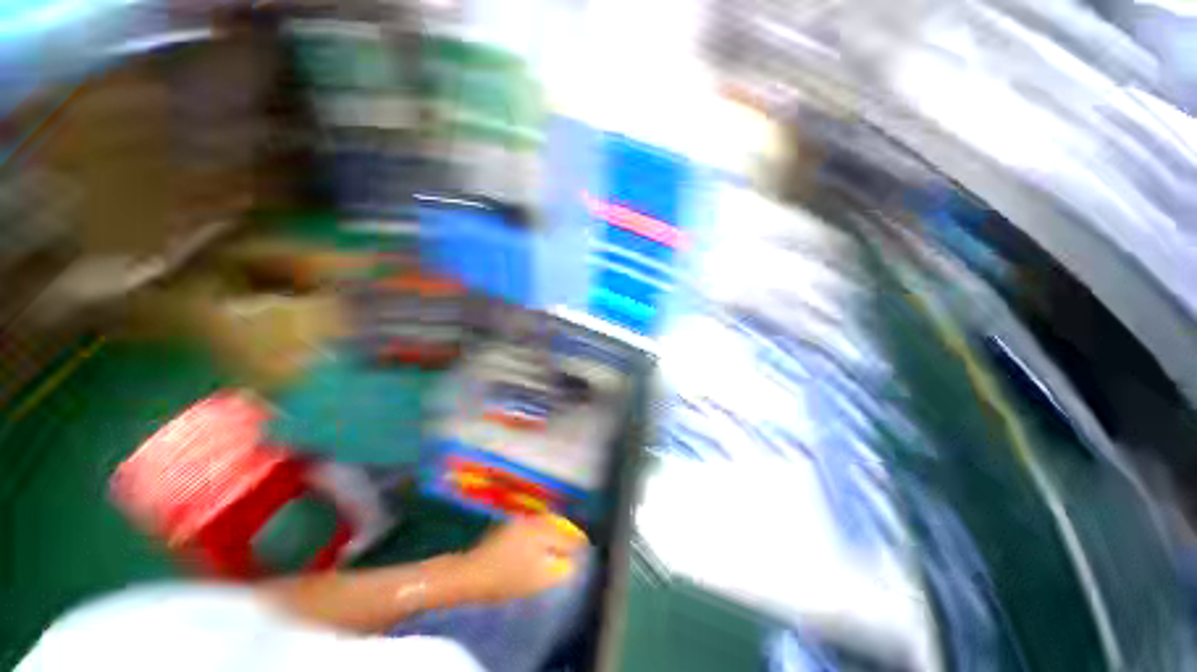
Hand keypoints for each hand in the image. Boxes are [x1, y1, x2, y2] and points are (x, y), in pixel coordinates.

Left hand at [458, 514, 588, 602]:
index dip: (578, 544)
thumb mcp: (538, 579)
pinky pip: (534, 525)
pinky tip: (541, 543)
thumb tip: (574, 562)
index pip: (567, 535)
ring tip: (561, 544)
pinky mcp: (511, 526)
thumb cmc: (506, 578)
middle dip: (568, 535)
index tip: (587, 550)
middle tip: (576, 547)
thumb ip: (560, 569)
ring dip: (555, 532)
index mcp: (542, 530)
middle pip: (558, 525)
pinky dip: (543, 532)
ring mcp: (521, 521)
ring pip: (546, 524)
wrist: (471, 574)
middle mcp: (533, 519)